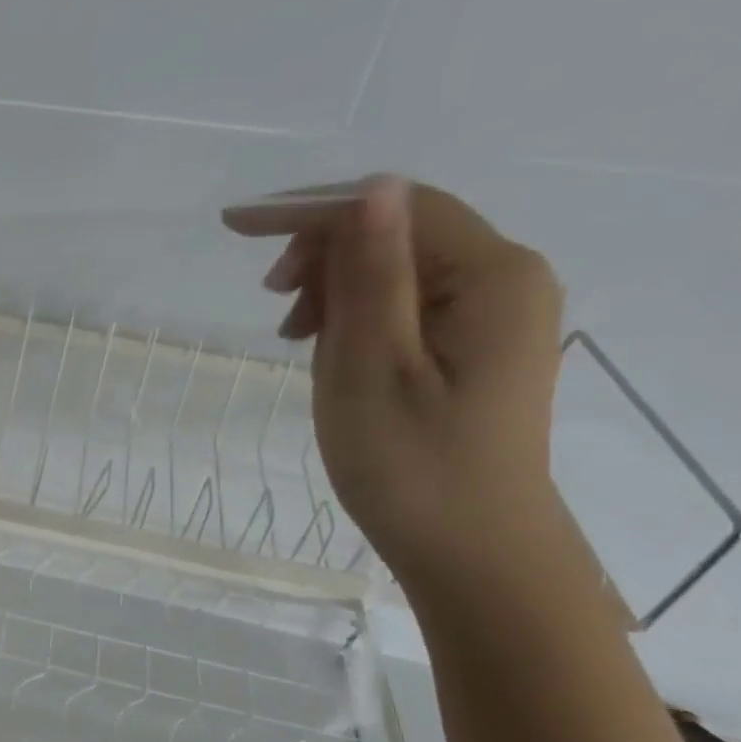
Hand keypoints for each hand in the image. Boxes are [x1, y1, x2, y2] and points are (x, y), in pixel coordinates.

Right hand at [222, 176, 564, 586]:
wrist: (473, 552)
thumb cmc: (411, 465)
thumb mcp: (372, 365)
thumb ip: (373, 274)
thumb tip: (371, 189)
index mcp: (492, 275)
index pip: (394, 207)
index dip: (311, 209)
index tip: (233, 228)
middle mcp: (507, 279)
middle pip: (401, 229)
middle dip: (323, 250)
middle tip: (269, 299)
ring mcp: (497, 314)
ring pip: (400, 266)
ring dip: (334, 284)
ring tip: (292, 333)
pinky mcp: (478, 346)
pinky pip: (408, 302)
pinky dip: (356, 312)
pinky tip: (326, 346)